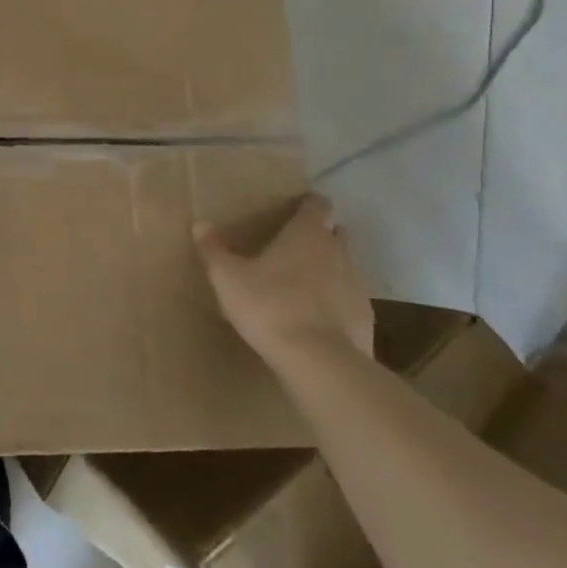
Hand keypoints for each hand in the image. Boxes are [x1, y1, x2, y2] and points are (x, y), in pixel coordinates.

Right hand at [194, 193, 372, 368]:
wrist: (320, 362)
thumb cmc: (270, 305)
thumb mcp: (228, 277)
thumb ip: (215, 249)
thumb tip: (200, 224)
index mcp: (307, 233)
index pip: (318, 205)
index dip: (308, 204)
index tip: (294, 210)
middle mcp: (337, 251)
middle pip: (336, 233)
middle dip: (321, 235)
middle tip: (294, 246)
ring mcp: (357, 286)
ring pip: (345, 266)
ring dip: (330, 269)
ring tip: (303, 284)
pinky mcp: (366, 319)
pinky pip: (350, 300)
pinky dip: (337, 302)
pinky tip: (317, 318)